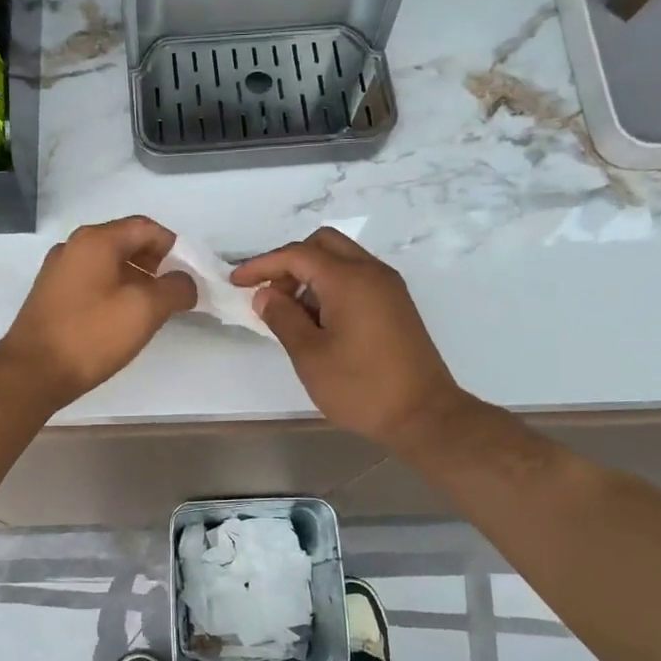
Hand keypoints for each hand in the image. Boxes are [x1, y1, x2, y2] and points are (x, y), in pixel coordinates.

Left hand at [0, 216, 196, 410]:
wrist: (32, 372)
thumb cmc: (91, 335)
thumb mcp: (145, 310)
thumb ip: (175, 289)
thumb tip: (185, 282)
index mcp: (96, 240)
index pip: (146, 227)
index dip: (174, 248)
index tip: (189, 276)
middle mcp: (74, 246)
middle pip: (126, 242)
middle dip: (155, 264)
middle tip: (172, 293)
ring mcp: (58, 270)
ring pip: (108, 263)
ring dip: (135, 279)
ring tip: (151, 309)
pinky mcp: (50, 294)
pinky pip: (91, 281)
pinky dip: (113, 290)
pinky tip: (120, 319)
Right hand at [230, 228, 469, 448]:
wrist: (424, 415)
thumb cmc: (361, 386)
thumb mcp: (310, 355)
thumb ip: (283, 317)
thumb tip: (266, 294)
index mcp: (349, 279)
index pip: (297, 254)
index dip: (262, 264)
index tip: (237, 282)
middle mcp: (372, 272)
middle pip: (323, 244)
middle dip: (290, 262)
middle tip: (271, 295)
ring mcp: (388, 287)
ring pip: (341, 259)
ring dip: (311, 274)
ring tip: (292, 314)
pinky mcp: (396, 305)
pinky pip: (357, 278)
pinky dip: (331, 286)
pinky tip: (319, 321)